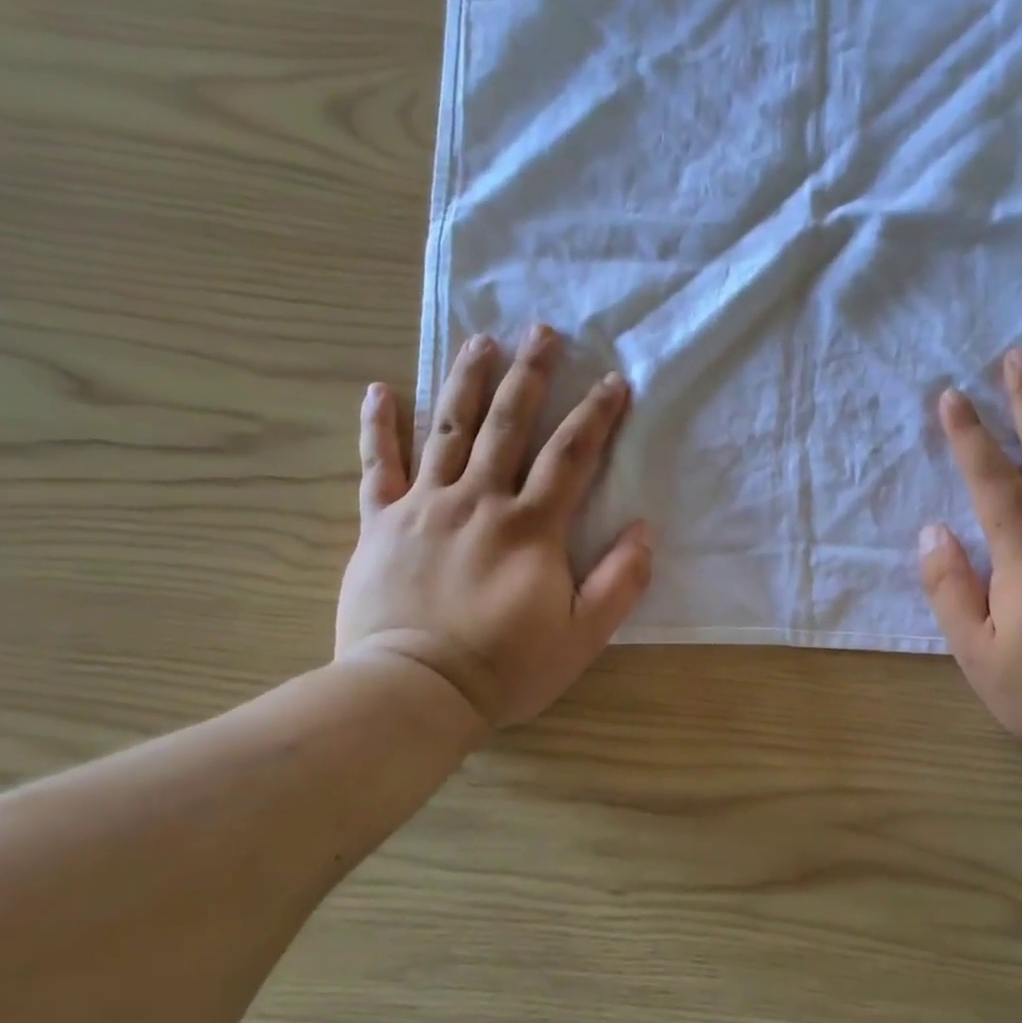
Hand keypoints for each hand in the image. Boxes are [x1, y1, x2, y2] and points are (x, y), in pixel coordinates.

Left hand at [335, 325, 653, 728]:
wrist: (416, 691)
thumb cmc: (507, 667)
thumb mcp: (582, 635)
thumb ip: (620, 582)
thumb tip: (643, 530)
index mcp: (530, 527)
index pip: (571, 456)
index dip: (597, 415)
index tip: (614, 381)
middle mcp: (478, 501)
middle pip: (508, 425)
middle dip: (530, 375)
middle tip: (542, 331)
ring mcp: (424, 506)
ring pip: (448, 429)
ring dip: (466, 381)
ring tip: (480, 340)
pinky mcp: (380, 523)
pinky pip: (378, 465)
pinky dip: (379, 426)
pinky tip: (381, 389)